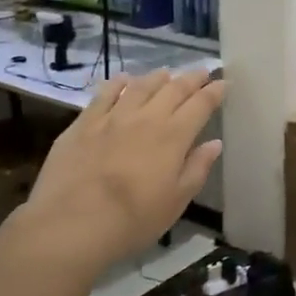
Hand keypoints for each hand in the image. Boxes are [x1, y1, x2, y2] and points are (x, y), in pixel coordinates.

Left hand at [1, 69, 223, 278]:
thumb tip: (214, 143)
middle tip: (202, 72)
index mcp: (174, 136)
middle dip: (191, 78)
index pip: (200, 105)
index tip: (223, 83)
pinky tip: (123, 80)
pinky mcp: (83, 123)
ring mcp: (112, 117)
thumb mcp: (176, 200)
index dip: (214, 92)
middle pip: (173, 89)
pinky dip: (118, 84)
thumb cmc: (133, 219)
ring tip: (166, 73)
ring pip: (140, 86)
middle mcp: (146, 118)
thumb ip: (197, 168)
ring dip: (157, 77)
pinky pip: (105, 94)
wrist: (72, 224)